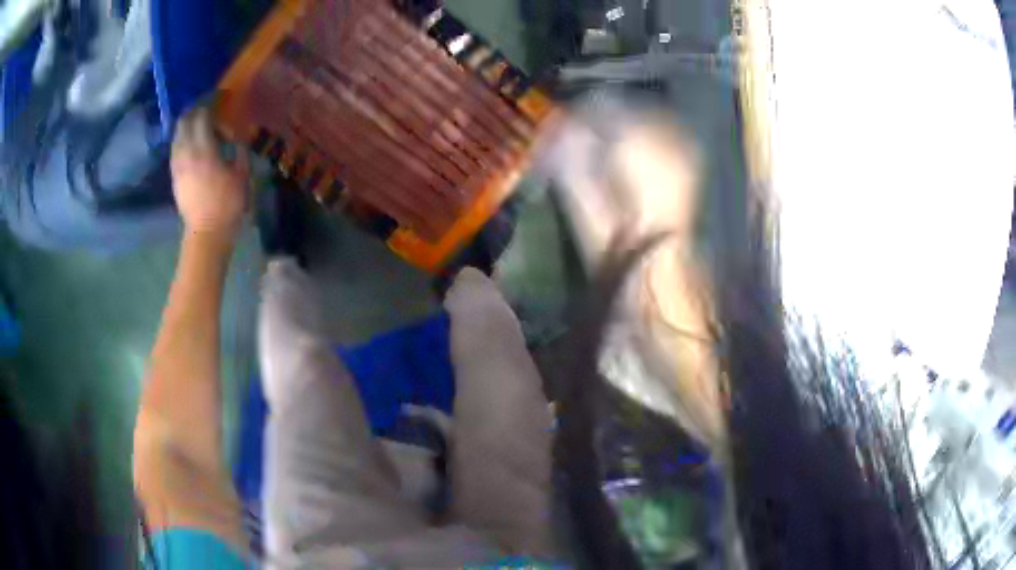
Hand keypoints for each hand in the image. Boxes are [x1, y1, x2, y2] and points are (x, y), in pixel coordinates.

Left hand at [171, 107, 249, 245]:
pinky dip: (182, 139)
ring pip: (177, 135)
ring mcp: (177, 165)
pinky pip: (175, 149)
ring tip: (198, 122)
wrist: (206, 232)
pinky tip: (191, 142)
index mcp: (204, 150)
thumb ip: (238, 149)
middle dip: (195, 110)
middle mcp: (186, 153)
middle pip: (184, 122)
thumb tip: (234, 136)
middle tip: (206, 106)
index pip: (202, 116)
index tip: (220, 97)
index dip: (210, 103)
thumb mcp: (242, 173)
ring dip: (186, 124)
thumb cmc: (228, 204)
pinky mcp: (174, 176)